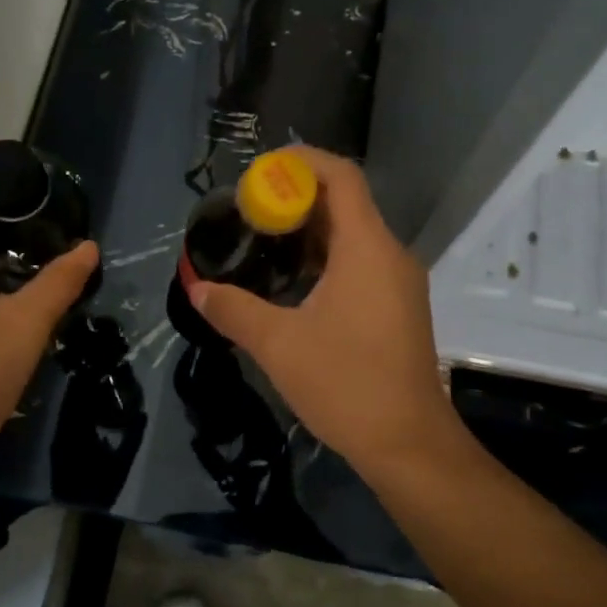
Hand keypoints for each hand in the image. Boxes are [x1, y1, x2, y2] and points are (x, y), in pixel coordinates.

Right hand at [187, 147, 460, 477]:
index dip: (301, 162)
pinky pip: (361, 263)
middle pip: (345, 203)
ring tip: (262, 241)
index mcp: (367, 248)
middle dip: (296, 198)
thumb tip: (197, 289)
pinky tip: (292, 281)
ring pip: (353, 235)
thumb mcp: (278, 345)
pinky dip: (326, 258)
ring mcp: (398, 282)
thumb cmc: (346, 385)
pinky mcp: (398, 307)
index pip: (341, 176)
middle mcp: (390, 254)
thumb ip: (234, 310)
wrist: (408, 443)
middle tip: (249, 211)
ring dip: (310, 231)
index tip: (259, 173)